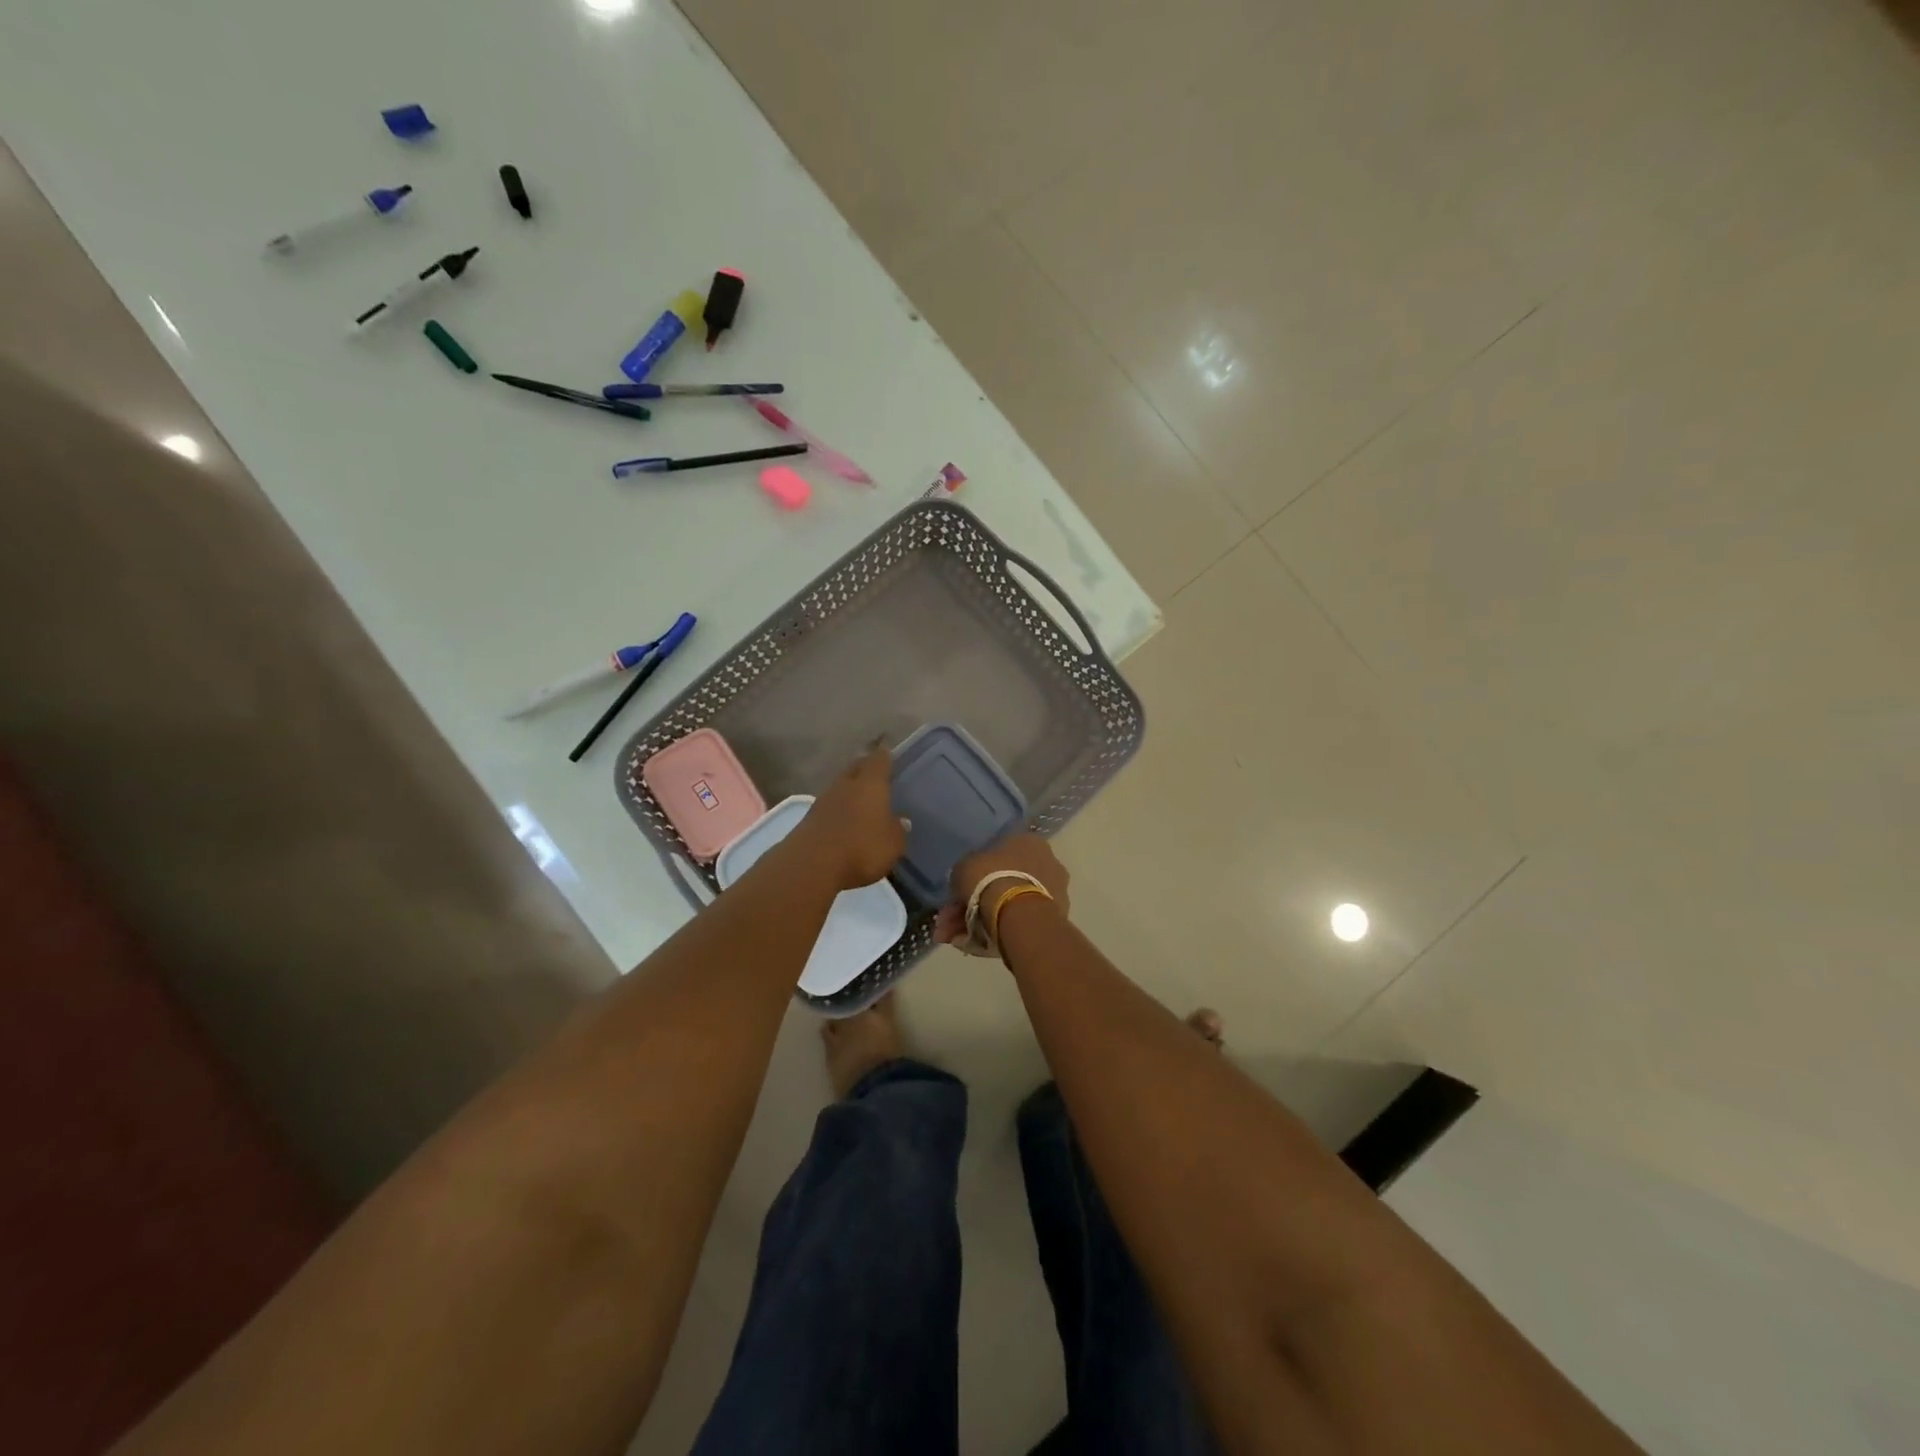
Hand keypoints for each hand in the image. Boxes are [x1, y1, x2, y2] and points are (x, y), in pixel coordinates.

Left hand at [791, 741, 906, 889]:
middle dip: (864, 767)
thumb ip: (898, 830)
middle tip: (874, 770)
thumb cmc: (862, 848)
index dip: (884, 754)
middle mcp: (846, 784)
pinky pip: (829, 807)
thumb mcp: (893, 844)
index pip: (879, 760)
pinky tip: (844, 819)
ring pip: (840, 786)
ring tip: (860, 797)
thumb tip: (901, 820)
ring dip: (849, 789)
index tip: (887, 749)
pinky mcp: (809, 819)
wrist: (812, 865)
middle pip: (855, 768)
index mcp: (870, 783)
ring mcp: (824, 800)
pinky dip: (838, 809)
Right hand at [935, 834, 1070, 946]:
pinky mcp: (1055, 920)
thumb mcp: (963, 867)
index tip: (957, 893)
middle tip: (950, 922)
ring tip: (957, 939)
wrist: (1019, 916)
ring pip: (1009, 906)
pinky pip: (1019, 923)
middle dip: (973, 904)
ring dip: (980, 922)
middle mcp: (1047, 862)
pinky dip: (997, 932)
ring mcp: (1054, 893)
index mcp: (1028, 841)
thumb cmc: (990, 879)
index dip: (974, 875)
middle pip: (1003, 884)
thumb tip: (964, 883)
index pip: (999, 855)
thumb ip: (965, 872)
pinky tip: (974, 945)